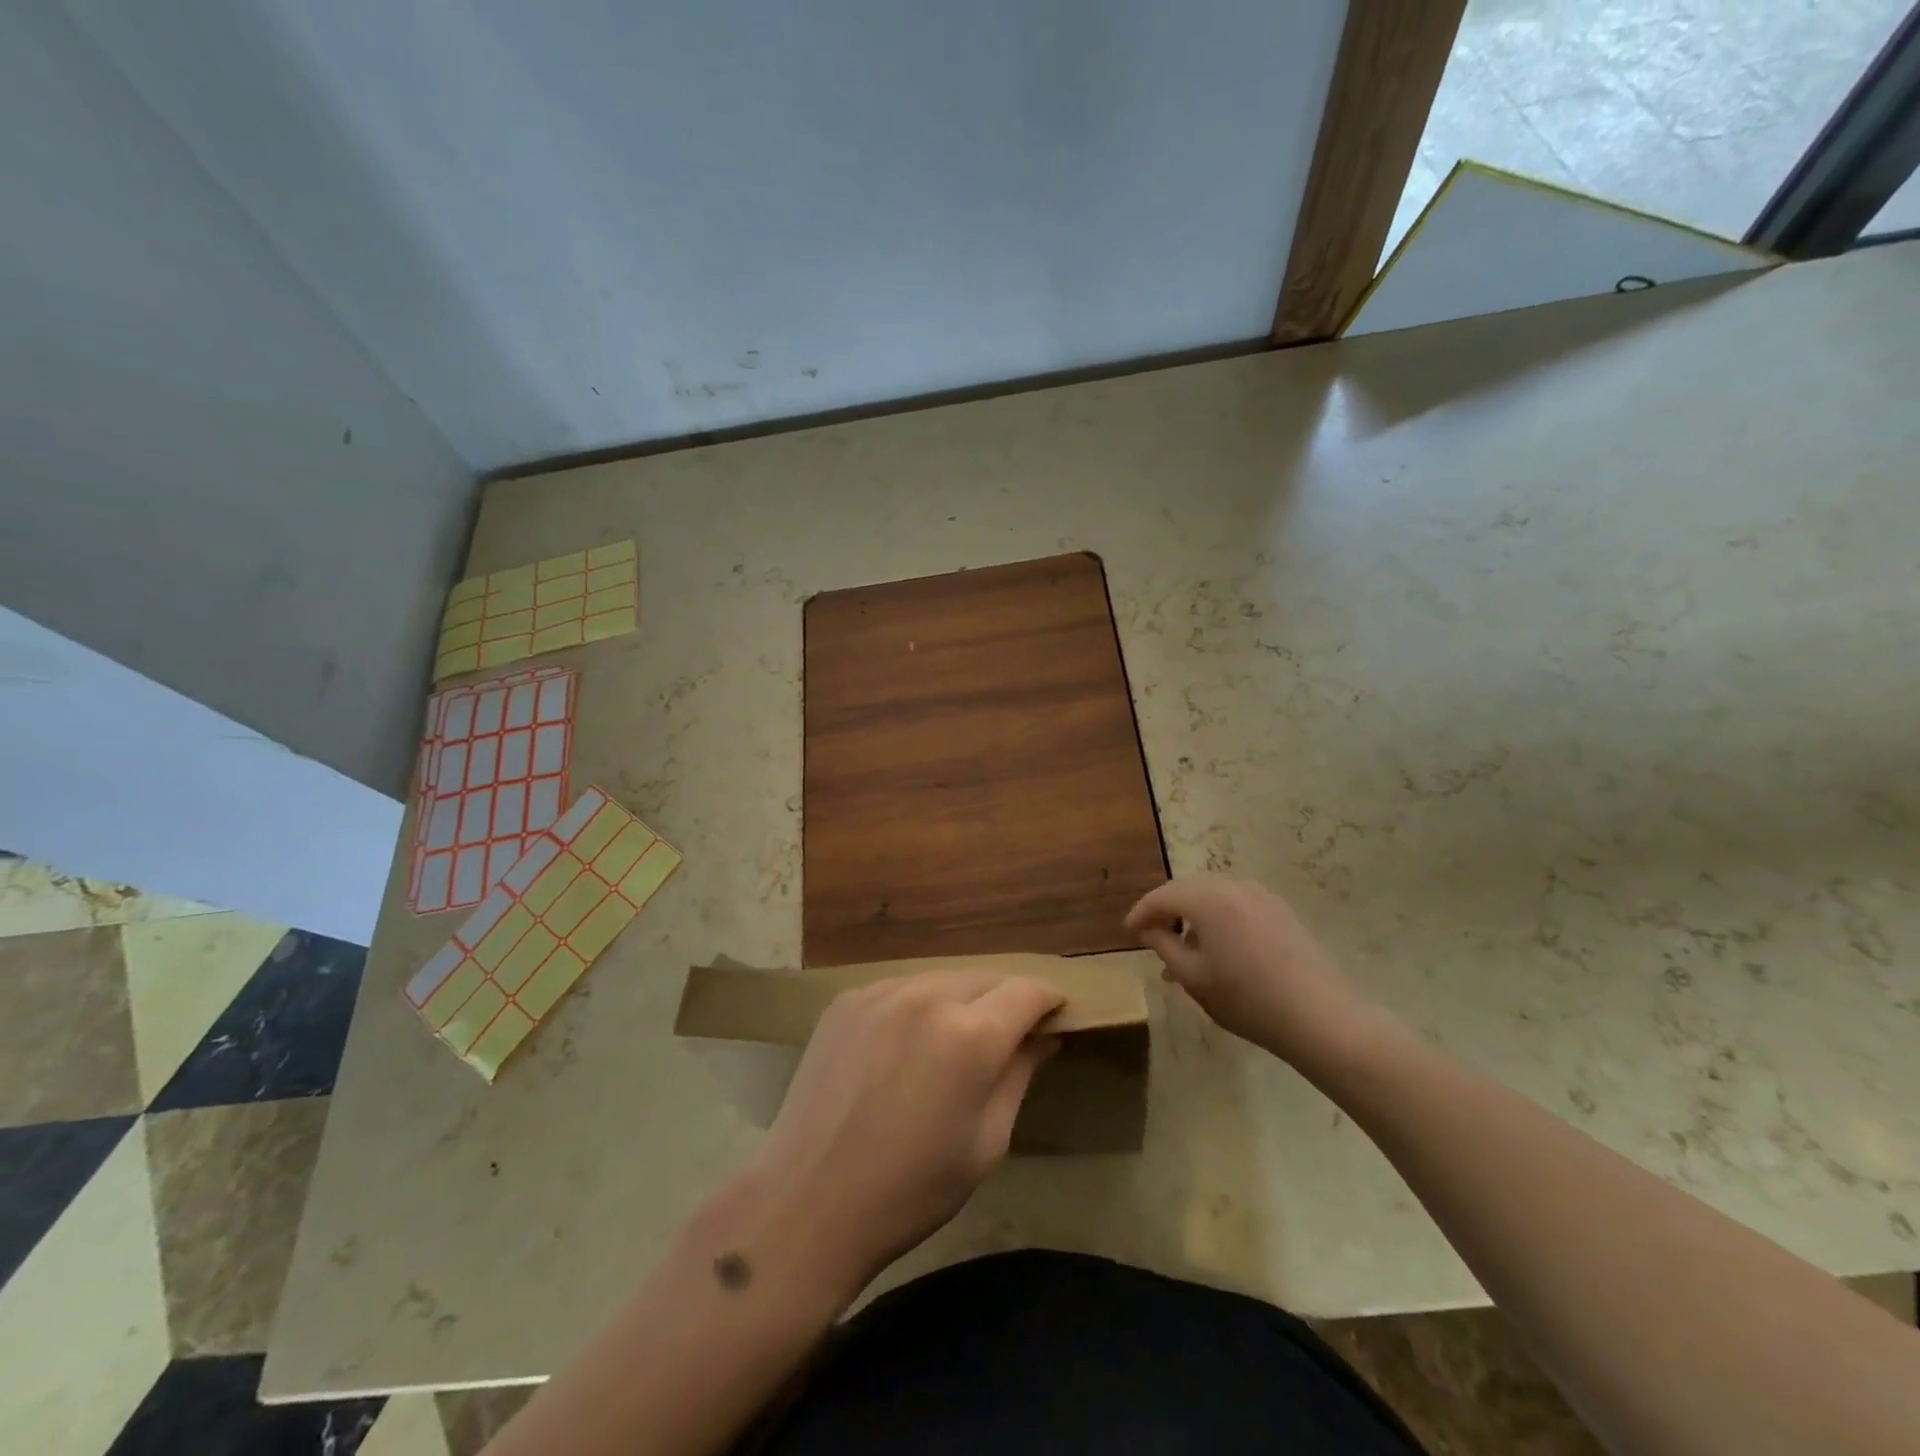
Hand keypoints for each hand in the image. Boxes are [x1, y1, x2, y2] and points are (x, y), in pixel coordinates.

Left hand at [741, 971, 1063, 1301]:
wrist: (808, 1201)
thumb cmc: (910, 1190)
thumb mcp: (986, 1142)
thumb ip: (1019, 1076)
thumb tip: (1044, 1037)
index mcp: (970, 1036)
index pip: (1027, 991)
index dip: (1049, 1001)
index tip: (1055, 1017)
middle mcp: (928, 997)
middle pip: (985, 978)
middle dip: (1005, 1000)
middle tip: (1007, 1036)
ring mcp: (881, 993)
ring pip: (941, 979)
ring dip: (960, 1001)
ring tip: (952, 1042)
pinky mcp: (848, 1000)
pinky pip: (901, 989)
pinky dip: (917, 1007)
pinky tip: (905, 1046)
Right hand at [1126, 876, 1383, 1070]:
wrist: (1320, 1016)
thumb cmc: (1247, 999)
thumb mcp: (1193, 977)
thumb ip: (1163, 945)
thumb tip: (1149, 929)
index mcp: (1207, 898)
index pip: (1162, 896)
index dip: (1141, 912)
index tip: (1129, 931)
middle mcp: (1233, 886)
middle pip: (1188, 889)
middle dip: (1167, 909)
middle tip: (1153, 935)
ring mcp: (1261, 895)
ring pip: (1213, 895)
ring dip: (1193, 914)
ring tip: (1185, 948)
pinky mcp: (1281, 910)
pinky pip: (1236, 903)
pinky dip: (1218, 917)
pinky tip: (1219, 948)